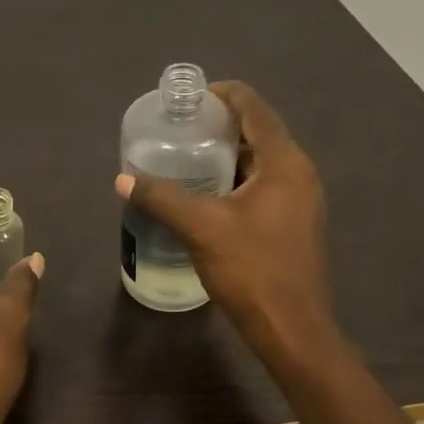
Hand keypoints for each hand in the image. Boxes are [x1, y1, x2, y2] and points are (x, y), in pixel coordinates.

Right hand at [117, 81, 332, 356]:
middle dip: (220, 127)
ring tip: (187, 159)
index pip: (254, 108)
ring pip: (261, 163)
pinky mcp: (294, 224)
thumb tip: (123, 178)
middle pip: (259, 133)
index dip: (223, 95)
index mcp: (284, 162)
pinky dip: (236, 181)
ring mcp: (301, 200)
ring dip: (228, 156)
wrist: (292, 328)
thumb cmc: (252, 270)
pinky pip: (264, 187)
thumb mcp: (201, 228)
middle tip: (180, 130)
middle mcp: (299, 173)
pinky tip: (208, 196)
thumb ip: (161, 198)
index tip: (189, 99)